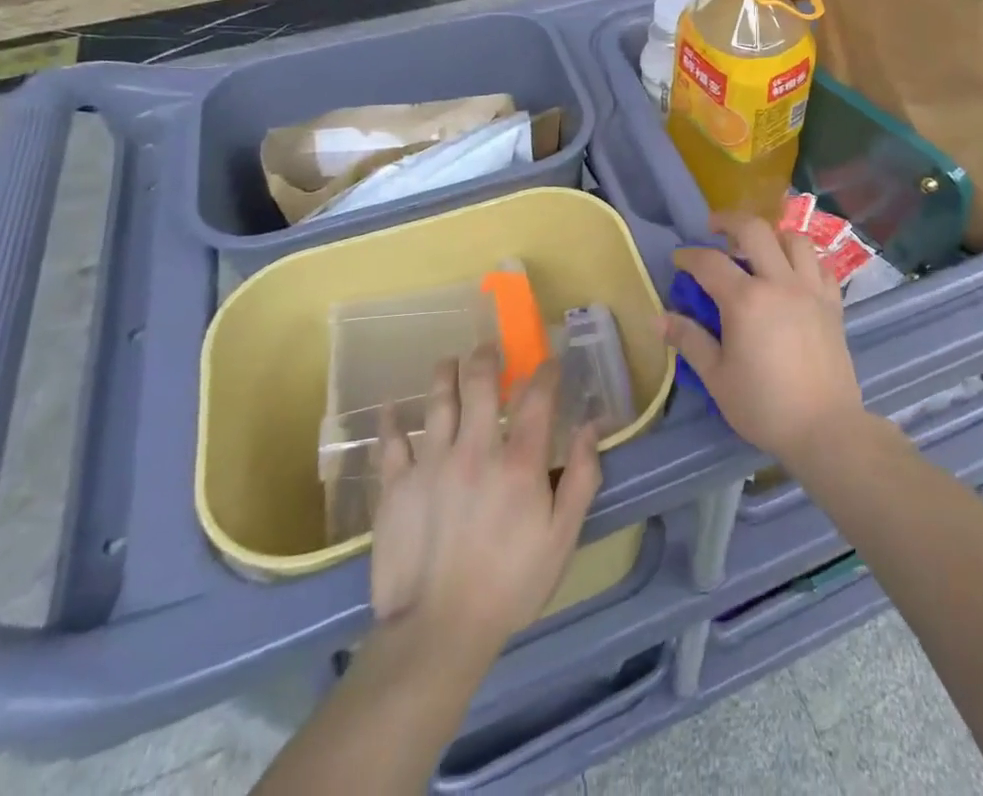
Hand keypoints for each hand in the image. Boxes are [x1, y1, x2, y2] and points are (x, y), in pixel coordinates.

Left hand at [368, 346, 600, 660]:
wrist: (437, 633)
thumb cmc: (510, 585)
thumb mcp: (562, 537)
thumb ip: (581, 477)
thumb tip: (591, 426)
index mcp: (520, 461)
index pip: (537, 396)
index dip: (546, 372)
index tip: (549, 363)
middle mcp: (476, 448)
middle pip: (480, 383)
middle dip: (487, 358)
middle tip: (489, 349)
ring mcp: (432, 463)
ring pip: (438, 401)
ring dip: (446, 374)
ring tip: (449, 362)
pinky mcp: (396, 485)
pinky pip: (392, 442)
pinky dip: (392, 421)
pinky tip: (391, 407)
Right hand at [665, 211, 866, 467]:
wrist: (825, 428)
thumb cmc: (764, 405)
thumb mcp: (716, 377)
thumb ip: (689, 340)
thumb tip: (659, 317)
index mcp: (746, 300)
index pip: (710, 262)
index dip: (689, 256)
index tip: (678, 259)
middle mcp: (779, 282)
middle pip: (755, 230)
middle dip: (729, 221)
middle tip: (714, 228)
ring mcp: (811, 289)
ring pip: (795, 239)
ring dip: (772, 236)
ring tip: (758, 248)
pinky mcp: (833, 303)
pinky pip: (820, 265)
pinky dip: (805, 260)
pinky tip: (794, 273)